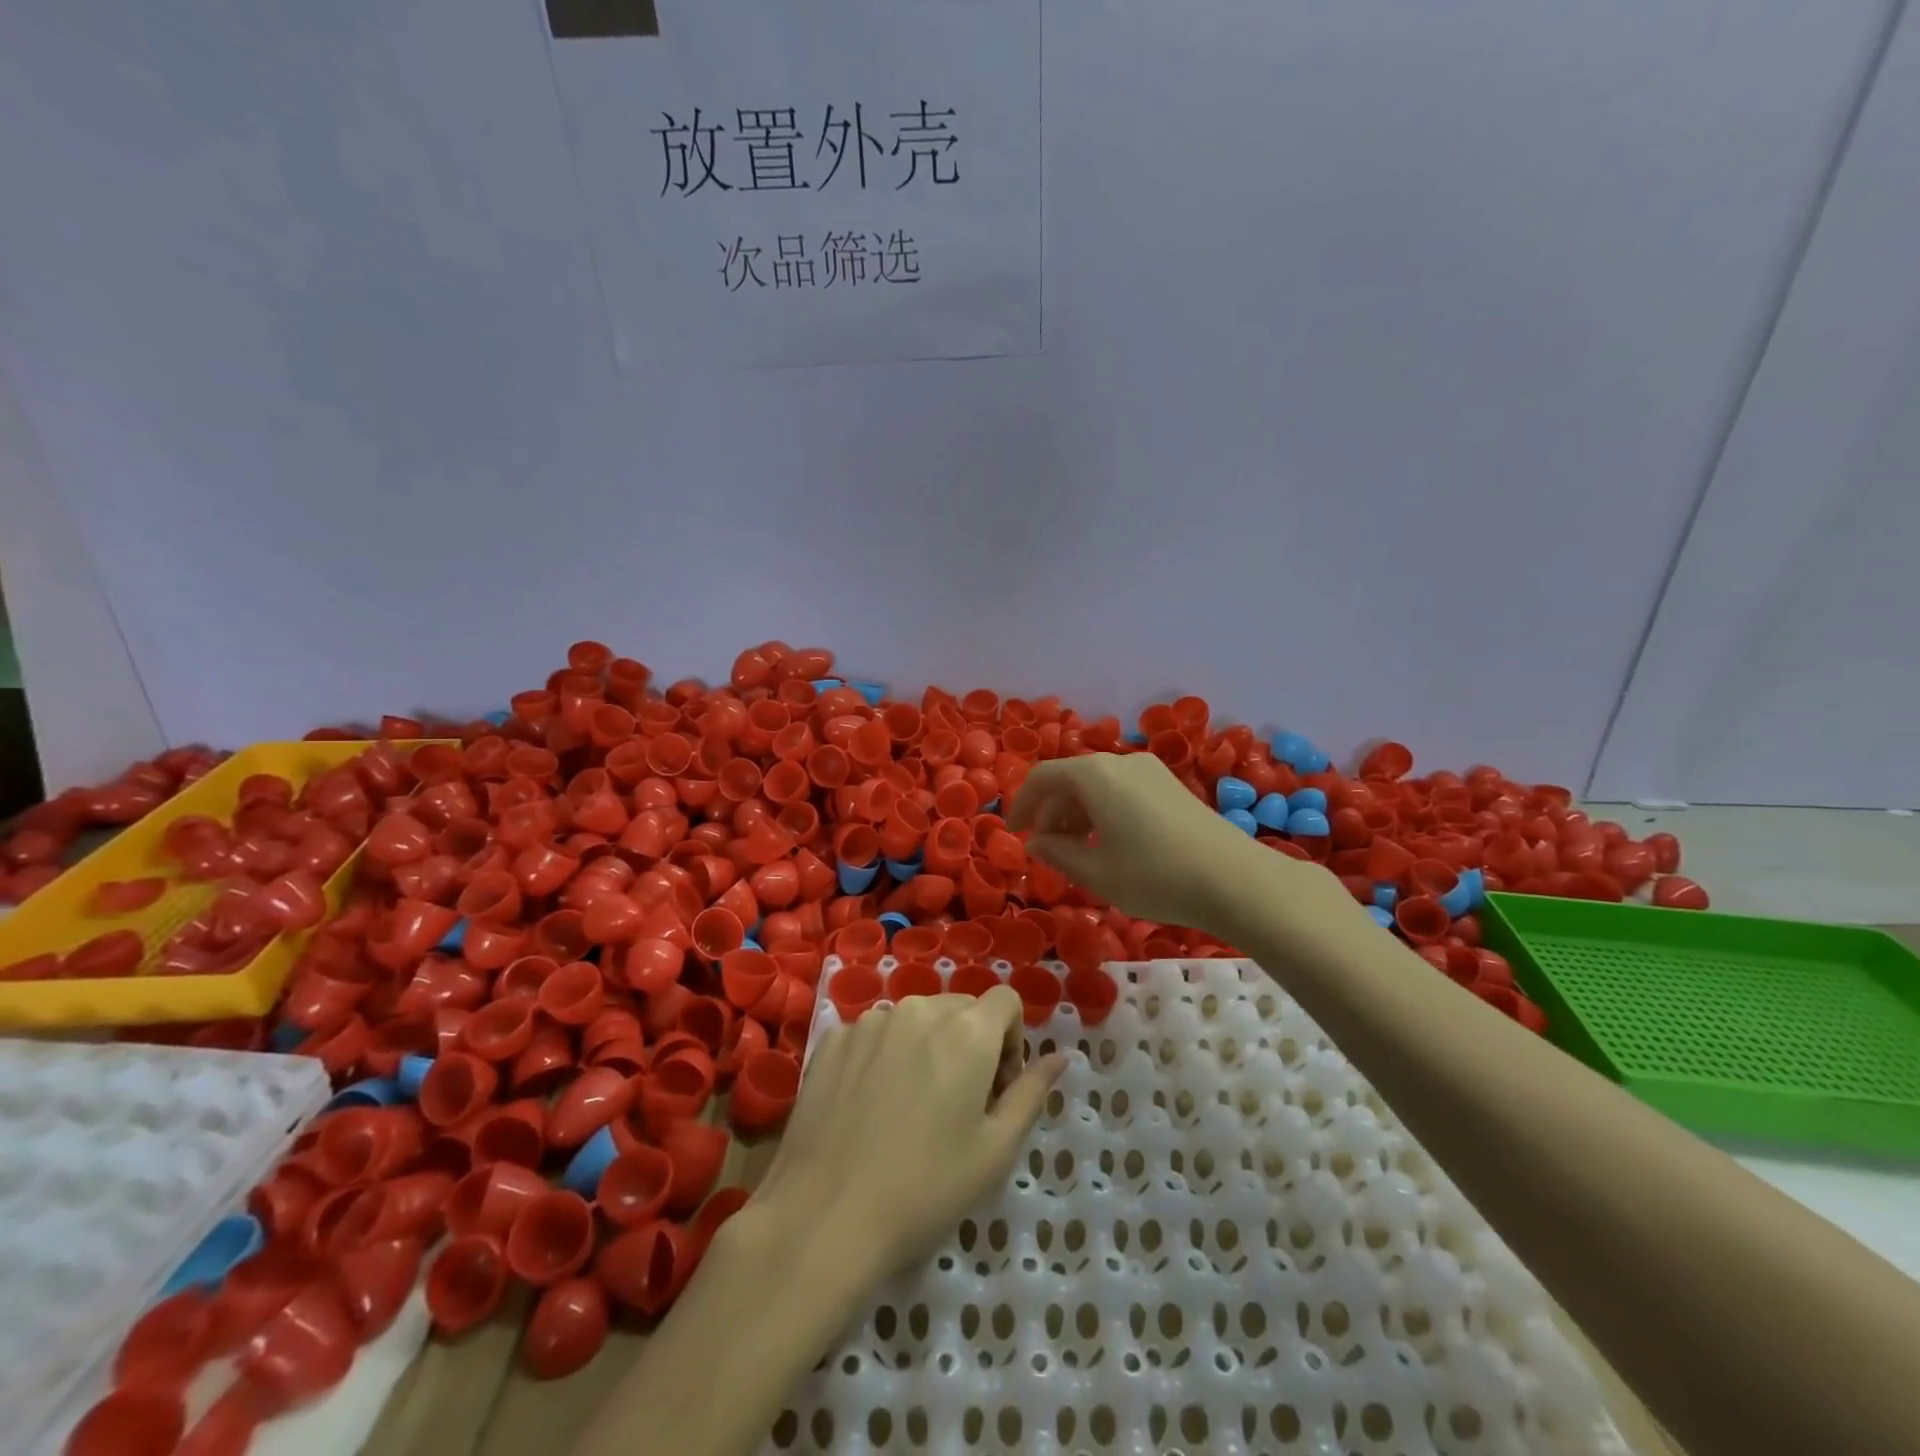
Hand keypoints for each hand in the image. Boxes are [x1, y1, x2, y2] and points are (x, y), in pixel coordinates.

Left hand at [753, 987, 1066, 1279]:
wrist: (825, 1215)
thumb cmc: (925, 1188)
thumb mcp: (995, 1150)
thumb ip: (1031, 1092)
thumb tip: (1061, 1057)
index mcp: (966, 1031)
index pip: (1005, 1000)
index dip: (1011, 1039)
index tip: (997, 1088)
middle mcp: (919, 1009)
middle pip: (960, 1007)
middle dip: (971, 1042)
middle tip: (958, 1104)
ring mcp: (870, 1021)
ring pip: (916, 1018)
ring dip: (926, 1046)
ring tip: (910, 1106)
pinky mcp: (833, 1038)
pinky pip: (875, 1033)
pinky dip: (885, 1055)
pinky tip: (870, 1106)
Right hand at [1009, 751, 1299, 933]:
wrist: (1236, 880)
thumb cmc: (1156, 877)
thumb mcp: (1096, 873)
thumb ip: (1057, 854)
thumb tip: (1037, 843)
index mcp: (1094, 775)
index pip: (1043, 778)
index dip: (1022, 805)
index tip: (1014, 834)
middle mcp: (1120, 762)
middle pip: (1070, 779)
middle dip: (1051, 813)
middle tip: (1047, 851)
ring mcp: (1150, 771)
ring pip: (1097, 786)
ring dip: (1077, 815)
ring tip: (1077, 853)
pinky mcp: (1170, 786)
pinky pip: (1121, 791)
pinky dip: (1103, 813)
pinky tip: (1110, 846)